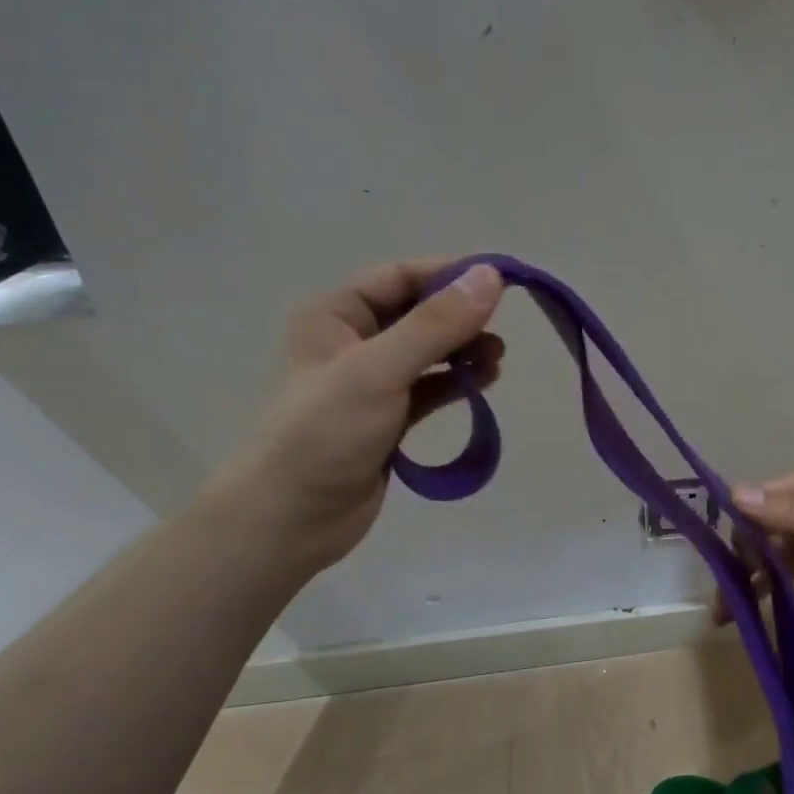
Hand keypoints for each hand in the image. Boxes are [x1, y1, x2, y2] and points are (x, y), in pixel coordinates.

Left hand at [208, 259, 504, 570]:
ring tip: (497, 359)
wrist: (291, 518)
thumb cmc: (325, 433)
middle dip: (461, 318)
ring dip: (463, 351)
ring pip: (427, 353)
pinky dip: (456, 383)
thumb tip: (491, 277)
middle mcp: (352, 341)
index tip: (503, 282)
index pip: (401, 276)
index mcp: (335, 315)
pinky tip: (484, 384)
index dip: (451, 275)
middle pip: (418, 313)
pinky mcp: (387, 420)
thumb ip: (436, 325)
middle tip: (501, 330)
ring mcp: (371, 383)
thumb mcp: (379, 370)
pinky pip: (428, 389)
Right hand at [718, 463, 793, 620]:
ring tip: (729, 619)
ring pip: (784, 571)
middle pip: (768, 541)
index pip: (763, 505)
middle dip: (741, 566)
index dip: (738, 530)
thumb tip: (733, 497)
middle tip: (719, 601)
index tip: (716, 559)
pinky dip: (791, 609)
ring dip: (758, 590)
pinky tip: (768, 627)